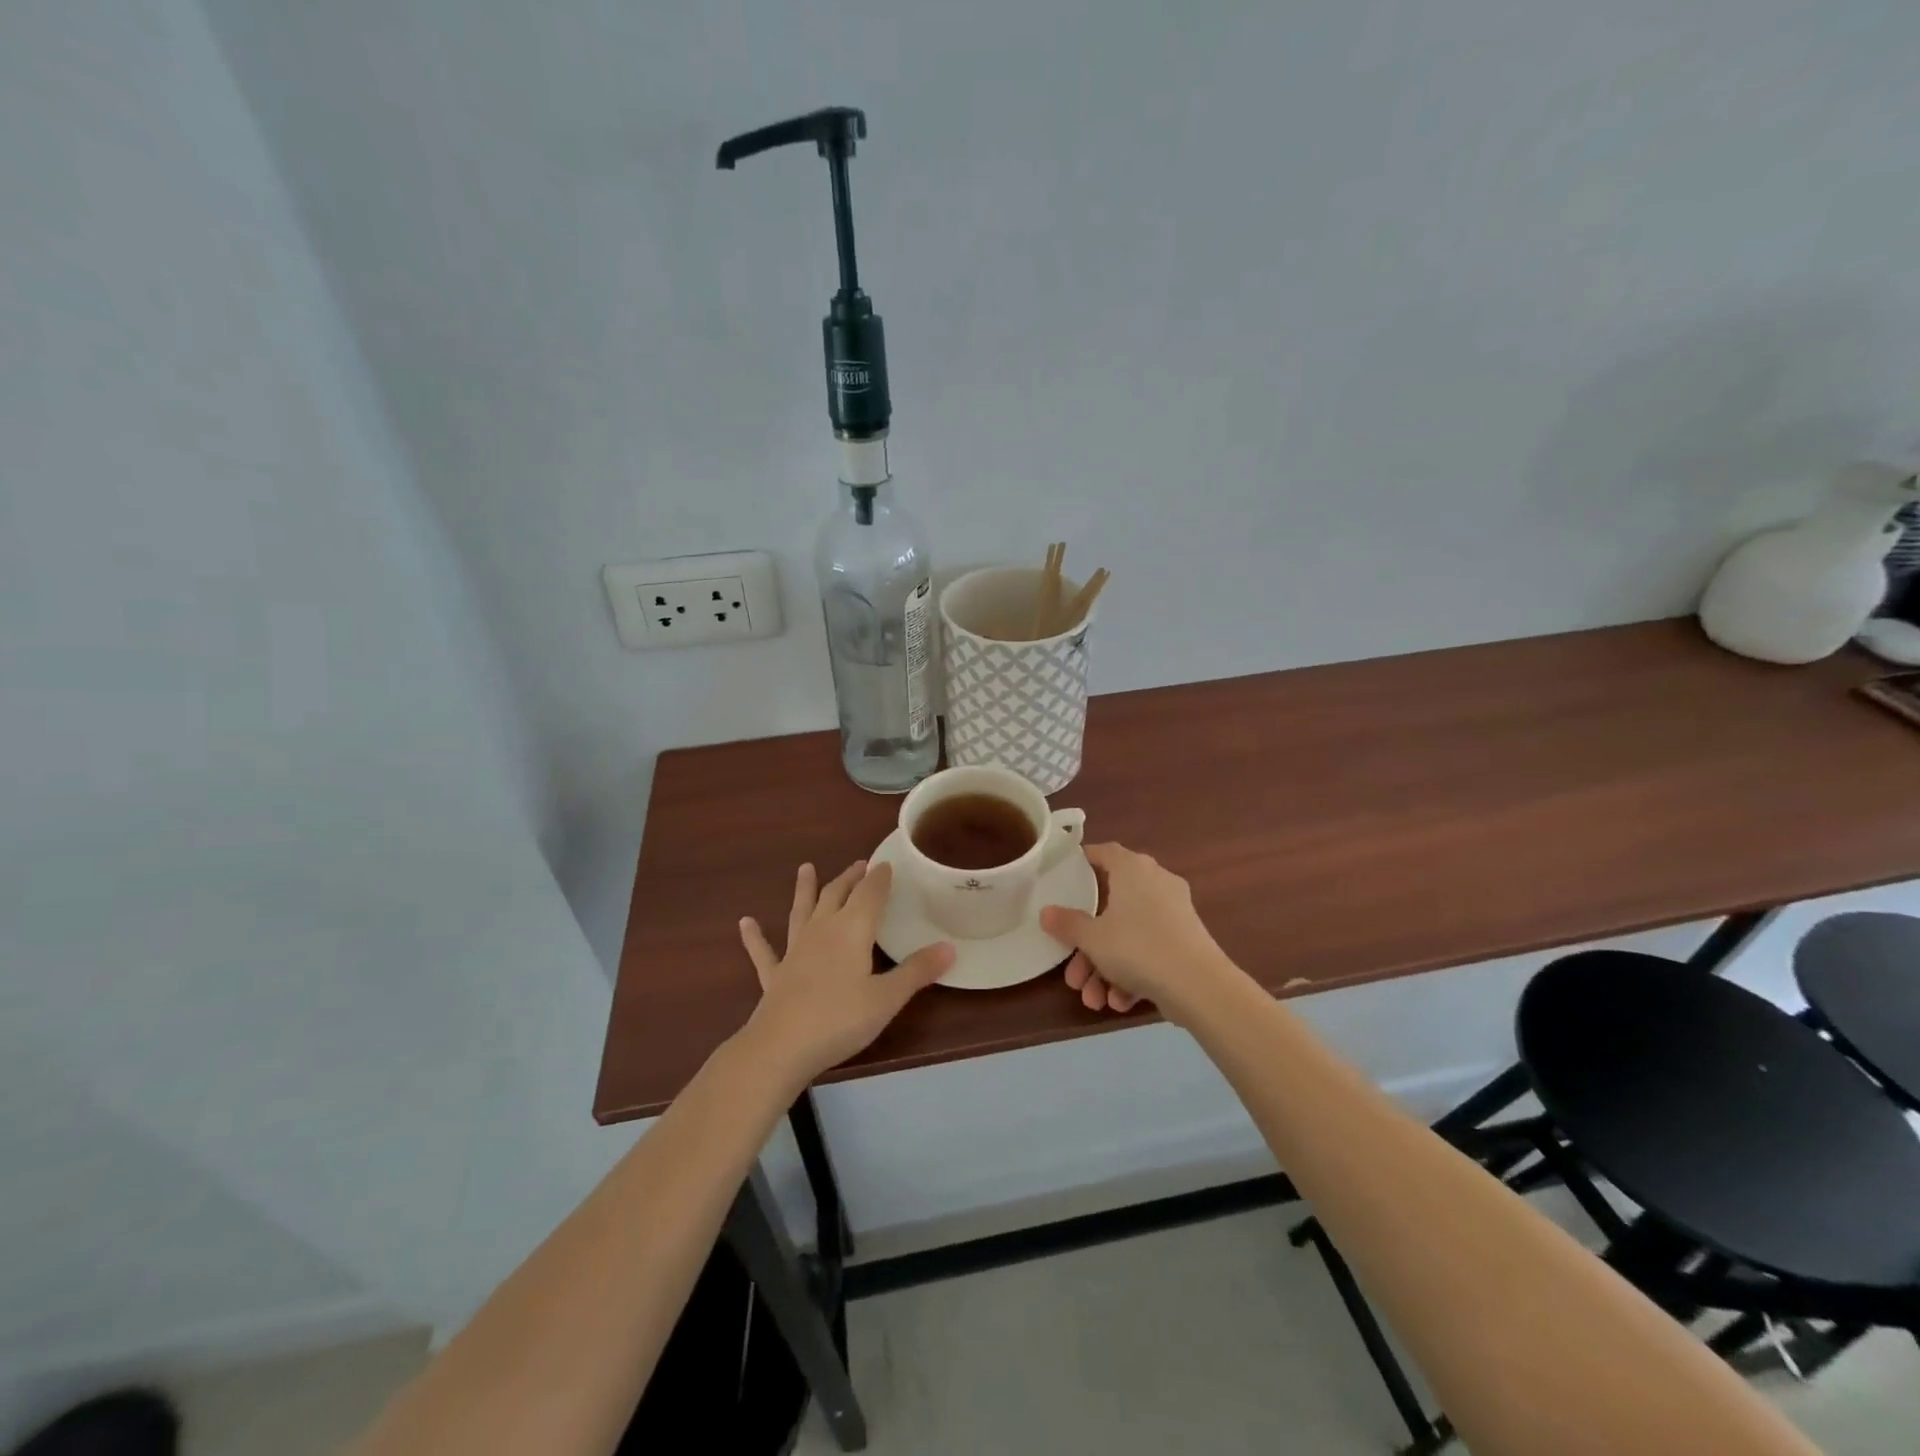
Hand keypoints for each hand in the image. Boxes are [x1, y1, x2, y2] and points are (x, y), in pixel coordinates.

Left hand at [739, 861, 953, 1087]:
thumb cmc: (840, 1019)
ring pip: (801, 911)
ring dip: (805, 890)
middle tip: (860, 865)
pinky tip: (745, 923)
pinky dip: (755, 936)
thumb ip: (917, 971)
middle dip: (850, 878)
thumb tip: (950, 947)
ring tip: (805, 868)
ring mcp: (794, 951)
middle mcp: (822, 931)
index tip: (887, 864)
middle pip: (836, 895)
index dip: (879, 878)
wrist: (781, 1047)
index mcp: (851, 930)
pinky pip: (763, 951)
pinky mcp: (774, 975)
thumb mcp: (887, 998)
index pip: (869, 894)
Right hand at [1040, 842, 1239, 1021]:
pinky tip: (1120, 1002)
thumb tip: (1046, 912)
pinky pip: (1149, 950)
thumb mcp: (1092, 938)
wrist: (1199, 986)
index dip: (1082, 861)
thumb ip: (1067, 924)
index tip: (1064, 876)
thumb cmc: (1138, 947)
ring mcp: (1174, 913)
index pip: (1104, 852)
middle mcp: (1155, 883)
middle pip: (1111, 908)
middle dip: (1088, 946)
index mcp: (1133, 869)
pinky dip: (1132, 973)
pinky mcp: (1185, 941)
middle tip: (1073, 974)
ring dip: (1106, 968)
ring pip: (1129, 935)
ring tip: (1094, 1000)